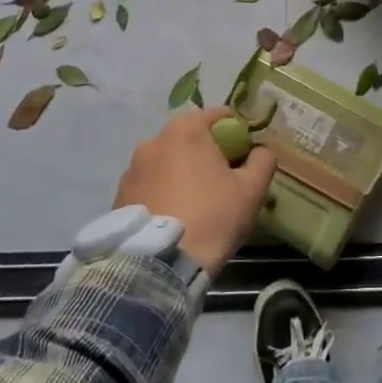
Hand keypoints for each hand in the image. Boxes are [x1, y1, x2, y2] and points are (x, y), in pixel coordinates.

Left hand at [113, 107, 277, 272]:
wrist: (159, 264)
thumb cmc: (212, 217)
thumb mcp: (252, 189)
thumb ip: (263, 160)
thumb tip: (261, 150)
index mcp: (185, 129)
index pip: (219, 117)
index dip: (237, 133)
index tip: (246, 156)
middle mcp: (152, 140)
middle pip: (190, 139)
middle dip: (207, 154)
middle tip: (223, 182)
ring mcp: (131, 169)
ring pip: (167, 163)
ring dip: (181, 174)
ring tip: (195, 205)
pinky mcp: (118, 196)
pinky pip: (149, 186)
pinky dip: (162, 193)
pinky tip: (173, 217)